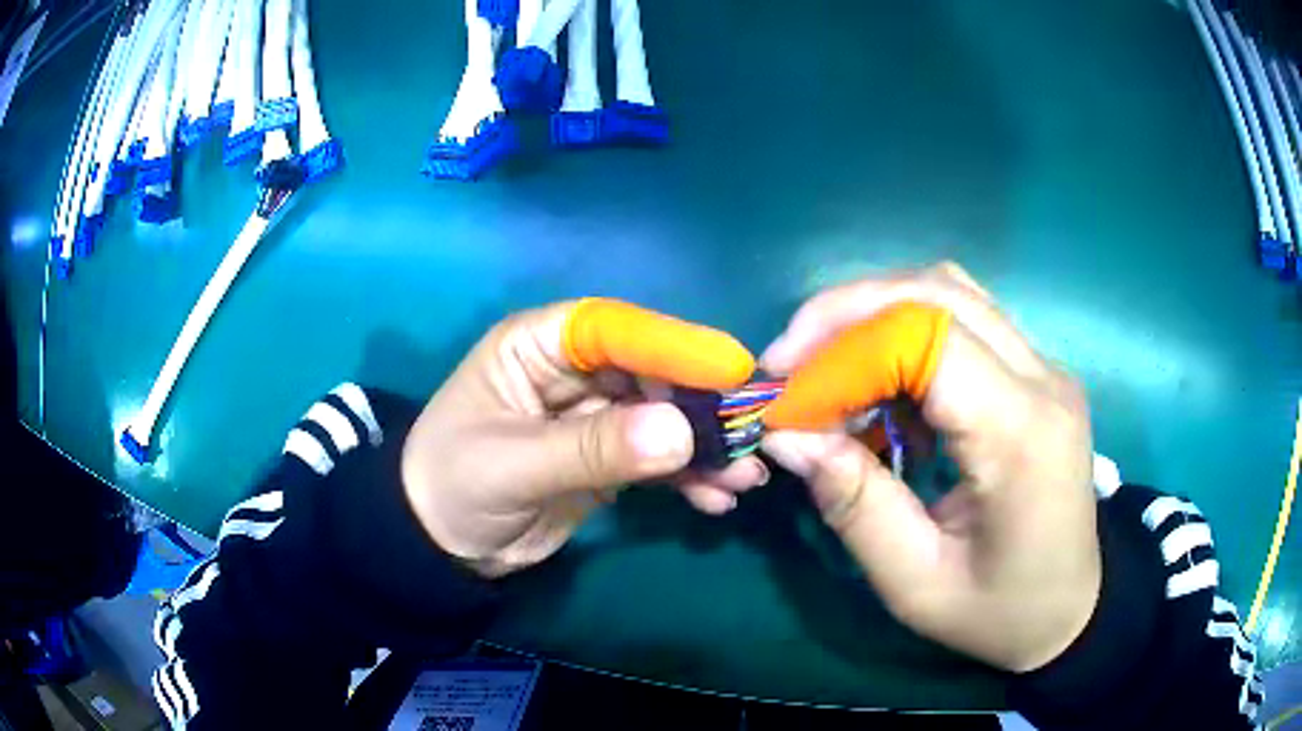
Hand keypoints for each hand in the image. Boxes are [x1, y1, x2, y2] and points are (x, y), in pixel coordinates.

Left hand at [400, 299, 767, 577]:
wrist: (441, 546)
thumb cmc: (453, 486)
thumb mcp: (513, 467)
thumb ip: (592, 449)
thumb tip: (680, 433)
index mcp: (537, 346)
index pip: (614, 329)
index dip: (673, 345)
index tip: (732, 370)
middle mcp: (573, 370)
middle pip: (652, 371)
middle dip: (702, 405)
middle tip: (751, 433)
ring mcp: (595, 415)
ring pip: (663, 417)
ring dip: (705, 446)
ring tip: (745, 475)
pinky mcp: (608, 457)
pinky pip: (658, 458)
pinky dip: (689, 477)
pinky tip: (716, 500)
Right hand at [759, 263, 1099, 672]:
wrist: (1071, 609)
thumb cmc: (999, 611)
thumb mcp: (916, 583)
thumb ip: (855, 506)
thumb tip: (789, 437)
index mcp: (1020, 433)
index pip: (928, 338)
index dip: (844, 350)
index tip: (784, 393)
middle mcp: (1042, 377)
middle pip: (937, 291)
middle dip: (847, 312)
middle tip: (791, 361)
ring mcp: (1046, 367)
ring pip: (951, 291)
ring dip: (877, 315)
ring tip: (831, 370)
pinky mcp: (1038, 371)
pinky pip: (965, 320)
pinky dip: (909, 334)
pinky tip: (888, 389)